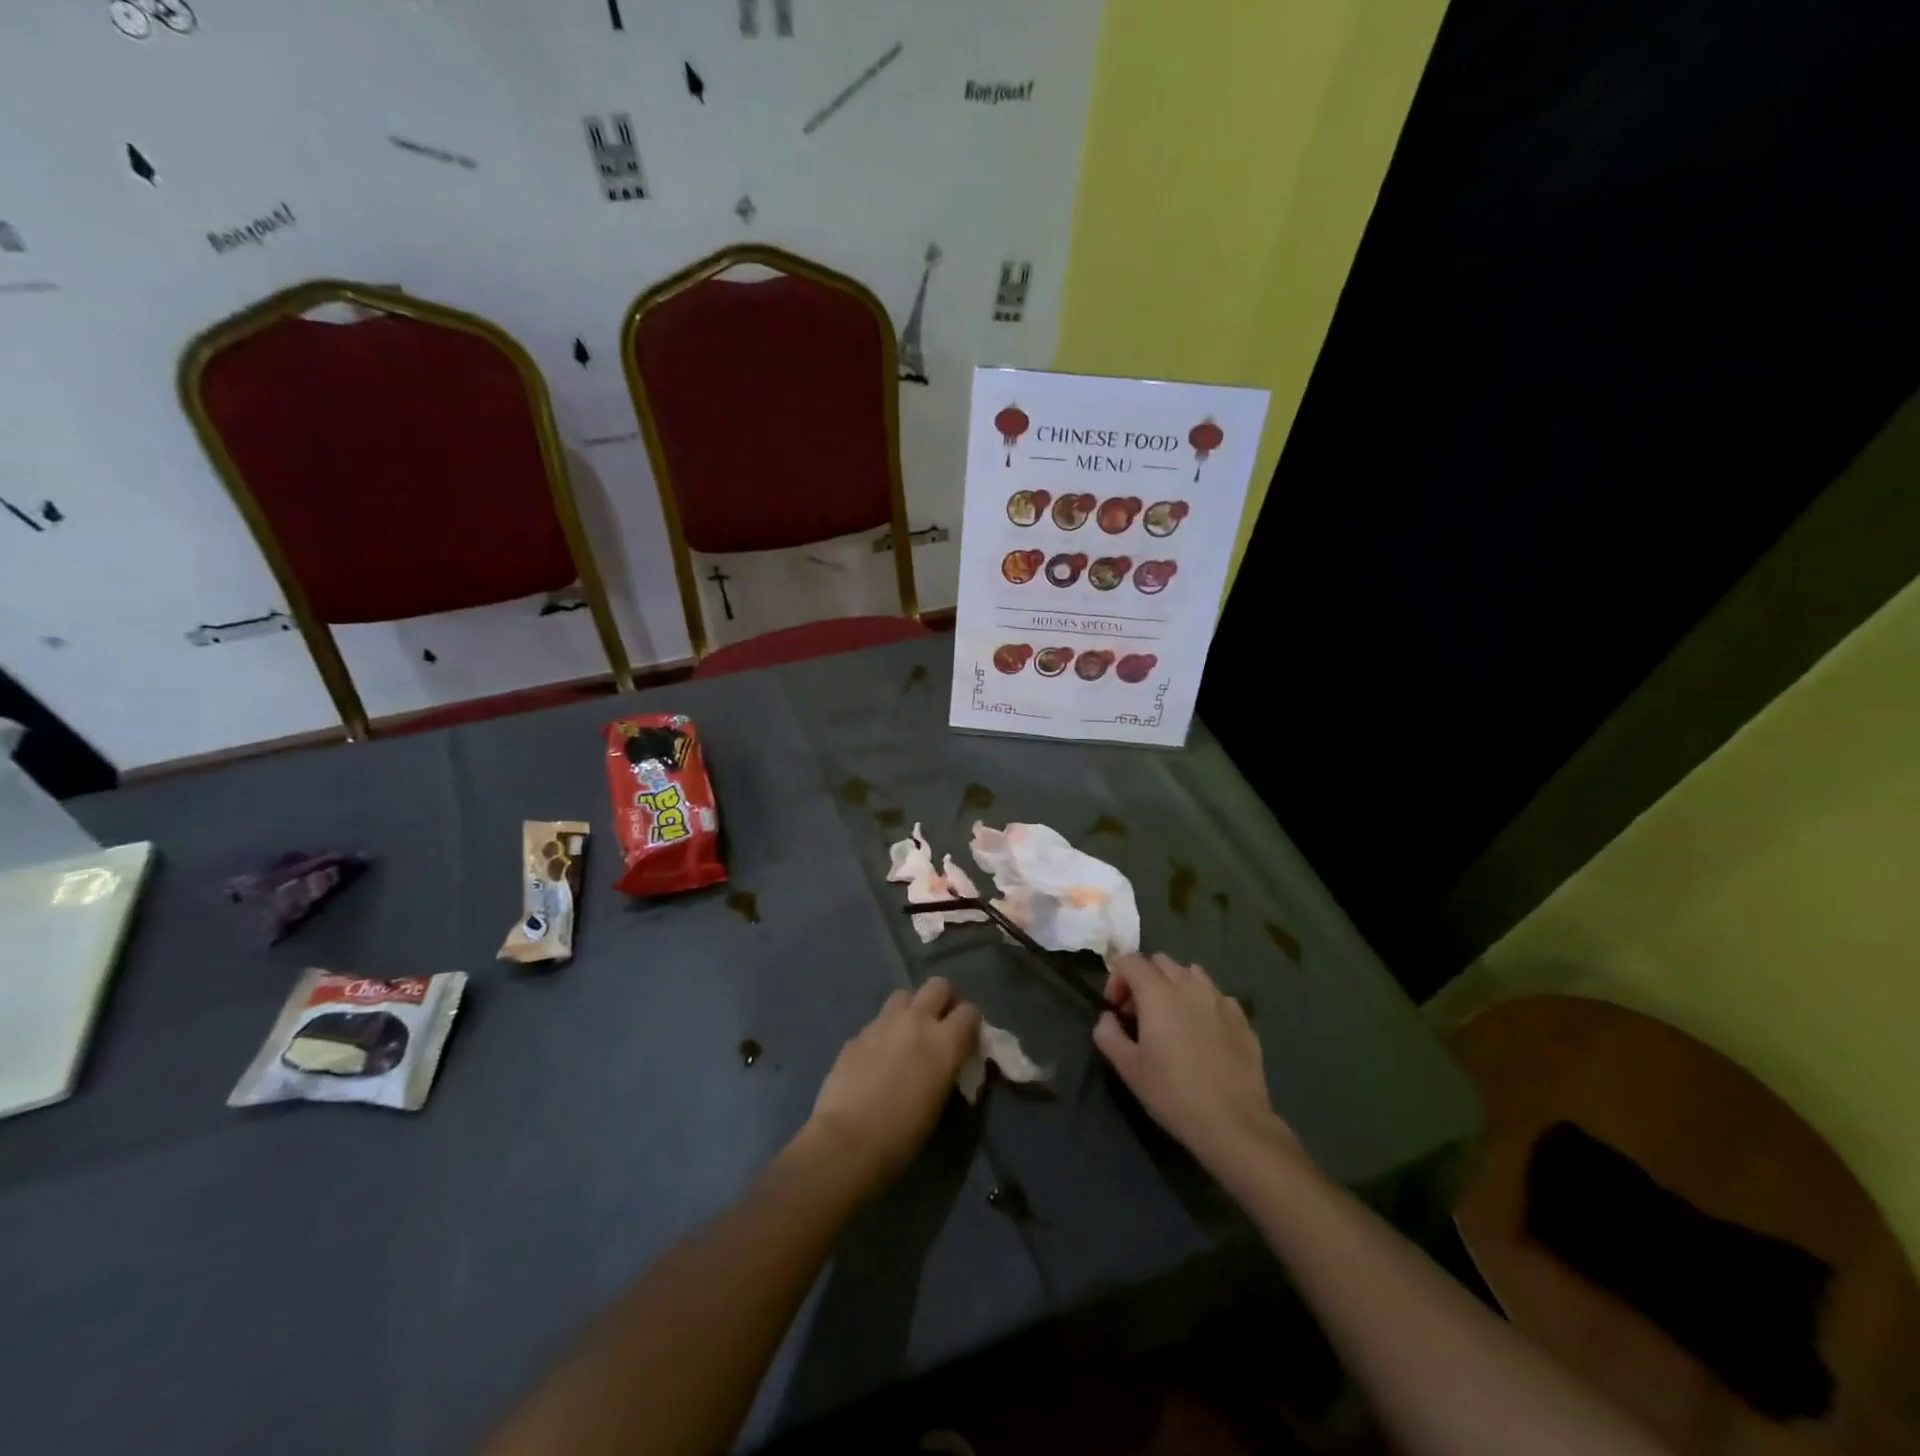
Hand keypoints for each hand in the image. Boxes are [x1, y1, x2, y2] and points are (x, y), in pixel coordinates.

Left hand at [801, 977, 981, 1200]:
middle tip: (940, 1025)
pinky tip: (877, 1057)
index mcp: (944, 1042)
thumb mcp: (939, 1102)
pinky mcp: (858, 1034)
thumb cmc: (903, 1134)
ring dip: (910, 1009)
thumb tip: (949, 1060)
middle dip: (943, 1000)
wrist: (847, 1142)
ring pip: (904, 995)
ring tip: (907, 1035)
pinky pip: (878, 1022)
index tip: (967, 1039)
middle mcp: (916, 1021)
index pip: (970, 1011)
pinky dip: (884, 1032)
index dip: (971, 1023)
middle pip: (938, 985)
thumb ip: (947, 1068)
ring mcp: (883, 1023)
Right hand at [1095, 953, 1301, 1175]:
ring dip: (1174, 985)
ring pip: (1191, 973)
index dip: (1116, 979)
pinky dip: (1202, 1003)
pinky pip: (1216, 996)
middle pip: (1161, 961)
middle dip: (1144, 978)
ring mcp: (1220, 1000)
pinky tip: (1202, 1033)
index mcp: (1158, 993)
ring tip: (1172, 1018)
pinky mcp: (1242, 1019)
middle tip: (1139, 1013)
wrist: (1233, 1123)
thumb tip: (1108, 1017)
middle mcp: (1190, 986)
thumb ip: (1108, 1034)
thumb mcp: (1128, 1068)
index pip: (1130, 961)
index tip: (1115, 1009)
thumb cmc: (1173, 1093)